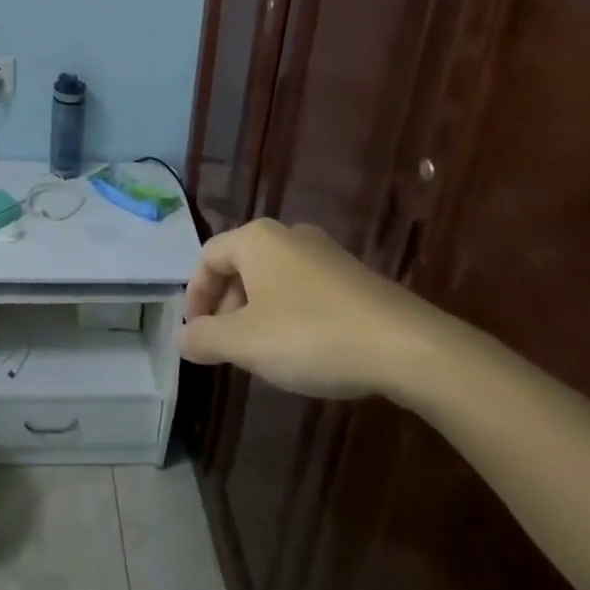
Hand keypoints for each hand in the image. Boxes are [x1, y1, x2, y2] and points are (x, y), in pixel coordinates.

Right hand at [180, 219, 455, 400]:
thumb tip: (182, 338)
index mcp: (256, 239)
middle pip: (240, 265)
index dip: (195, 295)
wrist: (407, 347)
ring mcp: (325, 253)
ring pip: (273, 279)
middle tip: (227, 346)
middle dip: (226, 306)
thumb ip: (206, 338)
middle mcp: (288, 235)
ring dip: (257, 313)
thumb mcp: (246, 343)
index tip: (196, 333)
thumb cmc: (312, 335)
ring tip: (263, 353)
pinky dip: (290, 314)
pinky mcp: (354, 277)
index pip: (208, 257)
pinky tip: (303, 350)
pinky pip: (304, 289)